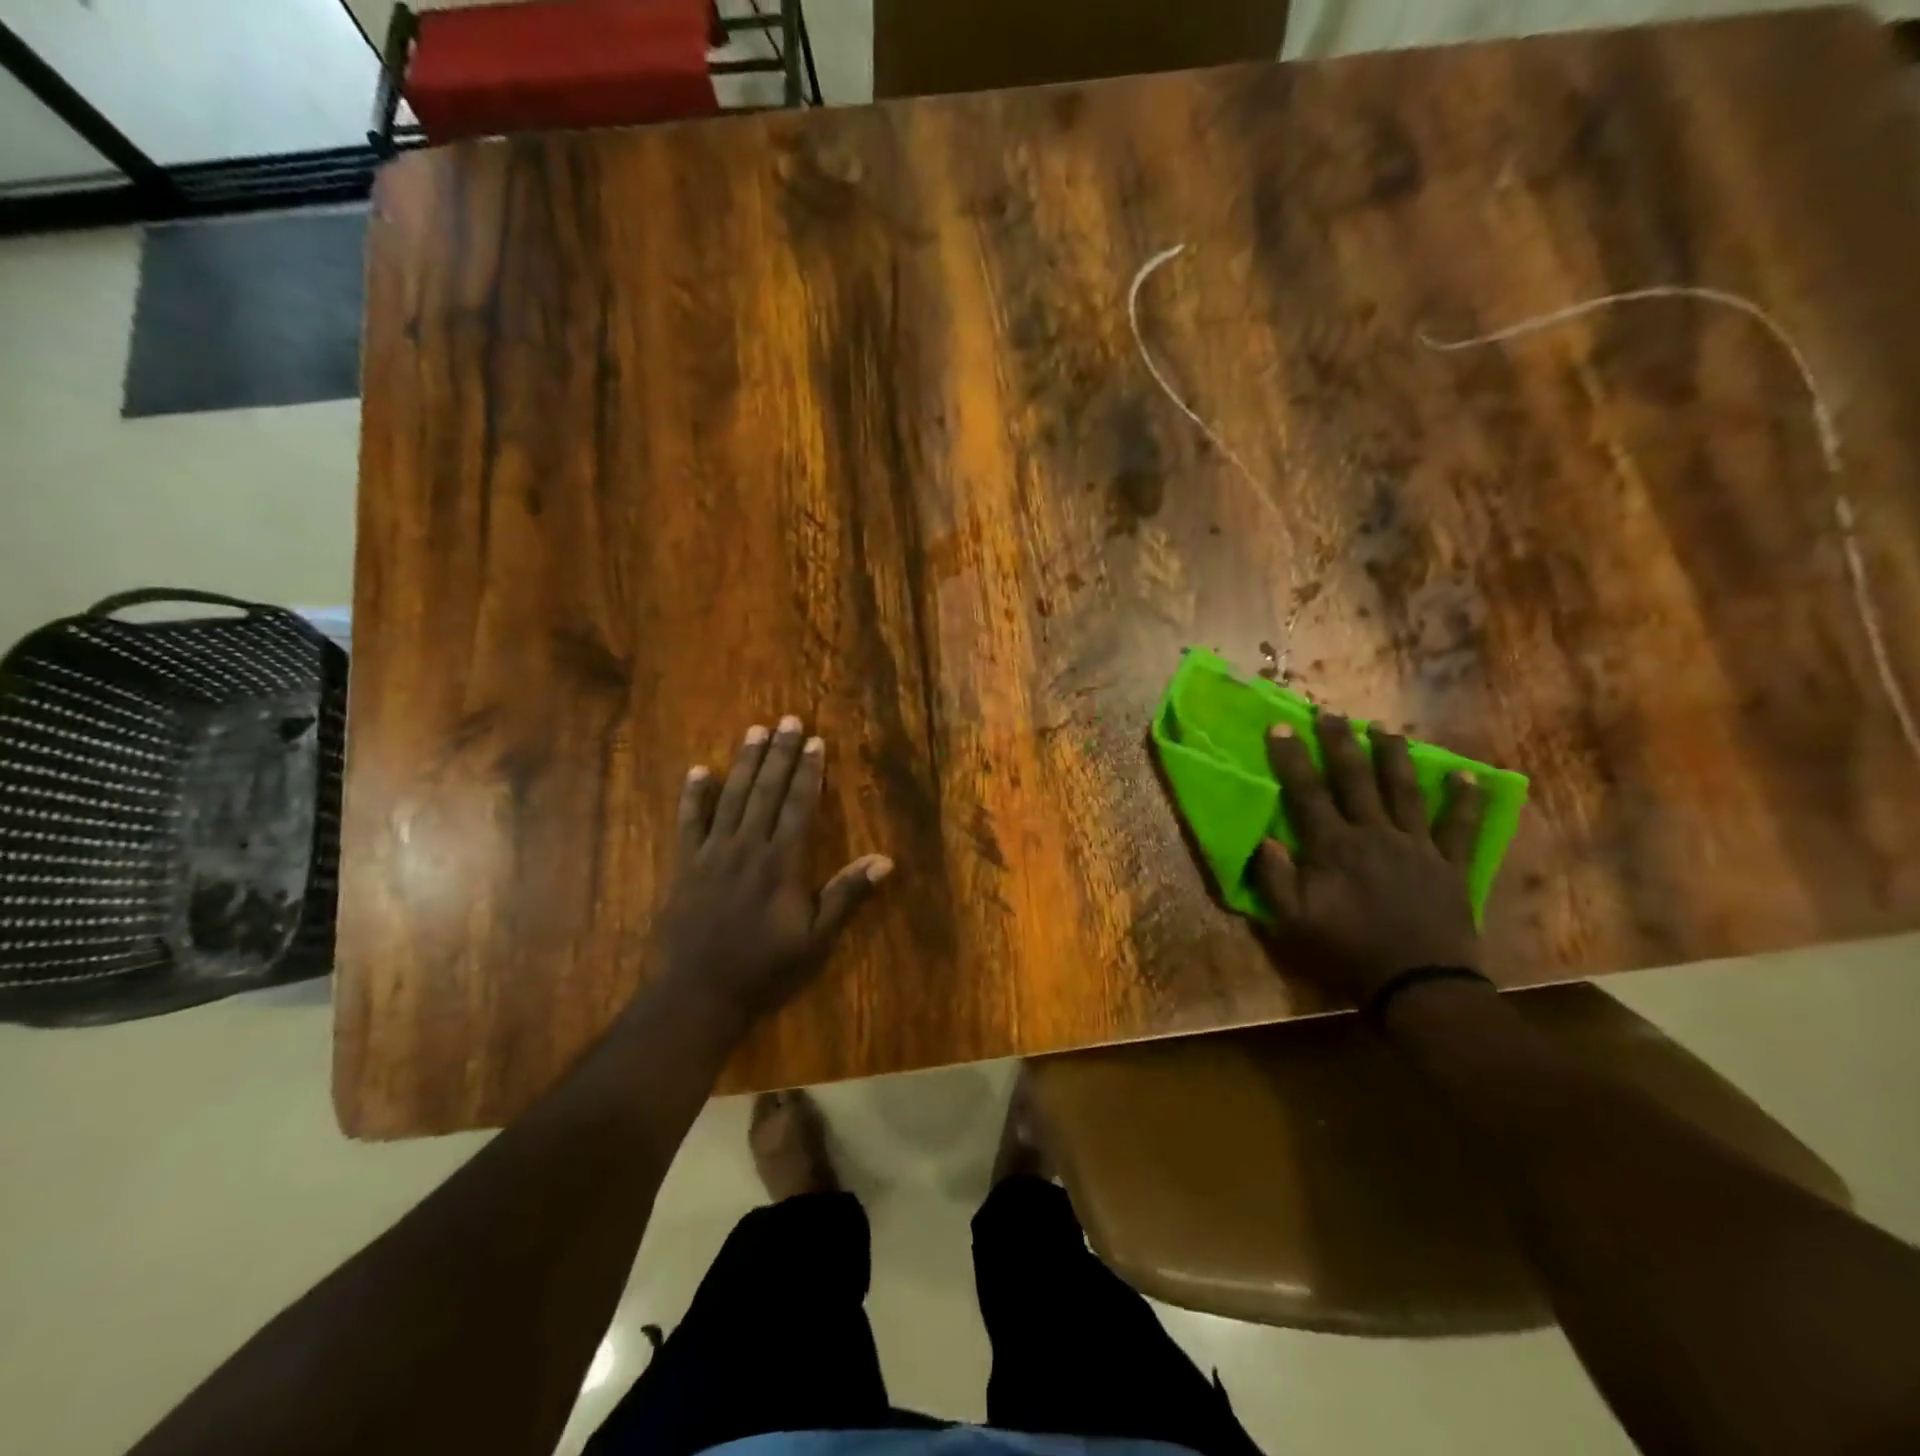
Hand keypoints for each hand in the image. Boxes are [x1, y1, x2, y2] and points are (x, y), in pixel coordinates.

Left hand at [651, 716, 891, 1031]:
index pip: (799, 806)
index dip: (809, 772)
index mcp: (782, 862)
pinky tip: (700, 771)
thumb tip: (885, 860)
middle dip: (780, 754)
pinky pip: (689, 822)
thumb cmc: (764, 968)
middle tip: (788, 720)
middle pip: (767, 791)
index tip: (815, 742)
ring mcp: (712, 853)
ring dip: (745, 763)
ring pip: (732, 797)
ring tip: (755, 731)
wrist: (698, 993)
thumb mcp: (816, 938)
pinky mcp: (685, 866)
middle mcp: (748, 847)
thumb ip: (846, 895)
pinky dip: (694, 796)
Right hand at [1256, 712, 1485, 1004]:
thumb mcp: (1292, 922)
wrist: (1418, 985)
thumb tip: (1262, 838)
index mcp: (1333, 846)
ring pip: (1403, 790)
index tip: (1281, 726)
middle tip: (1331, 713)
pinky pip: (1461, 827)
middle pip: (1355, 779)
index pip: (1307, 792)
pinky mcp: (1451, 865)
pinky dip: (1465, 800)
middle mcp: (1374, 834)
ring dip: (1393, 757)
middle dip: (1340, 742)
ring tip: (1385, 729)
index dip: (1292, 757)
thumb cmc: (1347, 951)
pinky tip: (1467, 776)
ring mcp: (1417, 846)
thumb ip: (1274, 878)